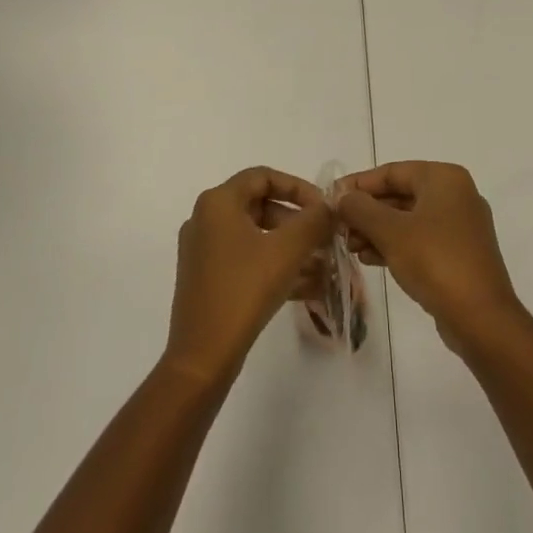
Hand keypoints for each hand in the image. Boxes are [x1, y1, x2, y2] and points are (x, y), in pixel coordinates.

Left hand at [165, 167, 334, 385]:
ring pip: (257, 236)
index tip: (324, 208)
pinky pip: (248, 260)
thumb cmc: (244, 290)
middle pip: (260, 206)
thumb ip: (314, 221)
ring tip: (324, 265)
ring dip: (291, 246)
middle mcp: (206, 220)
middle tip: (326, 238)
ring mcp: (204, 251)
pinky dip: (276, 266)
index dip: (298, 187)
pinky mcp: (208, 279)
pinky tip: (308, 286)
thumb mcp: (287, 250)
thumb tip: (329, 207)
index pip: (263, 176)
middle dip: (298, 221)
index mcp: (218, 203)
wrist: (203, 355)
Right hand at [336, 162, 522, 352]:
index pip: (392, 172)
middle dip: (366, 212)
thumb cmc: (435, 261)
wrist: (480, 318)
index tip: (330, 198)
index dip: (358, 184)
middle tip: (338, 228)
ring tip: (349, 247)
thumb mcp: (390, 231)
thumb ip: (360, 208)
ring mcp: (459, 226)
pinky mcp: (458, 254)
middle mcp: (455, 195)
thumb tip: (341, 196)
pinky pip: (419, 240)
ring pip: (407, 219)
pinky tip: (369, 259)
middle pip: (399, 194)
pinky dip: (394, 245)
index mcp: (444, 179)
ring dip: (376, 231)